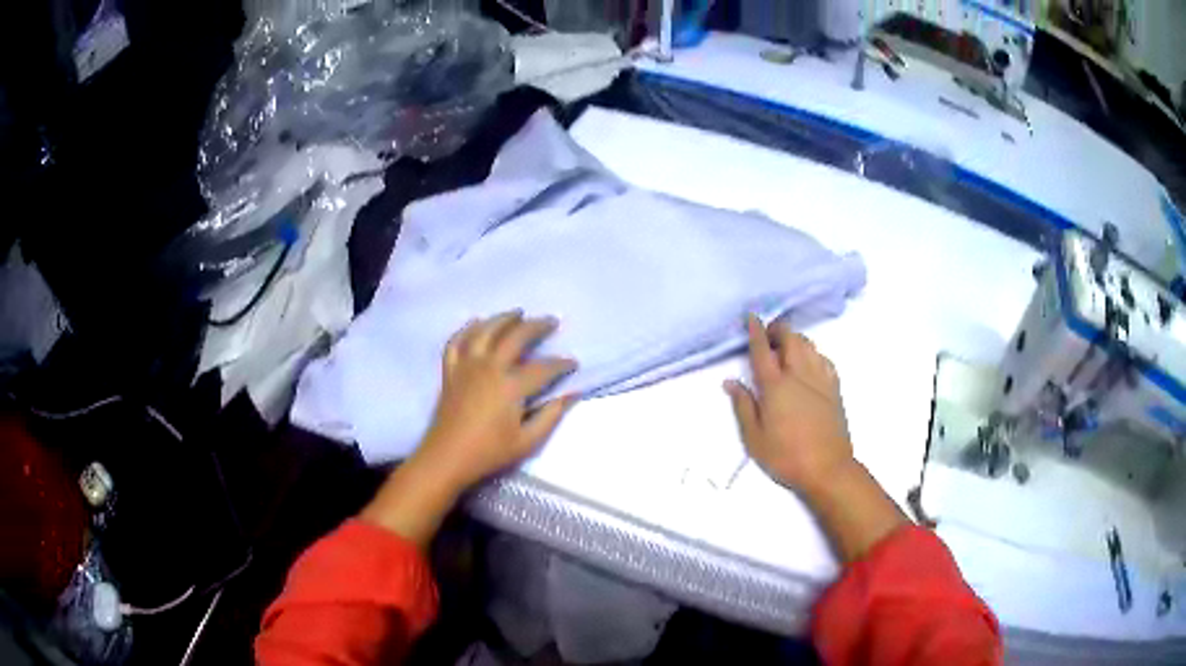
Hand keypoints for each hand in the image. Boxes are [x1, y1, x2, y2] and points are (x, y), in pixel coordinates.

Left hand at [361, 311, 576, 545]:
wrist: (446, 458)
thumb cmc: (489, 453)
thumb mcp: (527, 441)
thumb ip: (551, 415)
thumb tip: (573, 394)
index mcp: (510, 386)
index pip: (543, 367)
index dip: (561, 364)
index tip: (574, 363)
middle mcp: (489, 367)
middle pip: (516, 337)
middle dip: (537, 326)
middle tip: (551, 321)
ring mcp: (467, 366)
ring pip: (485, 330)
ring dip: (503, 318)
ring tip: (518, 312)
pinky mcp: (450, 371)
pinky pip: (457, 342)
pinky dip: (467, 329)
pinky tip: (476, 322)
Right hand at [725, 315, 907, 562]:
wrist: (827, 468)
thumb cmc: (785, 456)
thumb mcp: (754, 438)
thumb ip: (743, 406)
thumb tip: (731, 382)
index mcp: (775, 386)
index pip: (763, 350)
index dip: (755, 331)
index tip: (751, 316)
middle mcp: (799, 375)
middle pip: (790, 339)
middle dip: (779, 329)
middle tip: (769, 334)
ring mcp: (820, 380)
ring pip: (809, 345)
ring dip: (796, 339)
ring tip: (786, 346)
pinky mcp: (834, 389)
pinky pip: (824, 359)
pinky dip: (813, 353)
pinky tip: (809, 362)